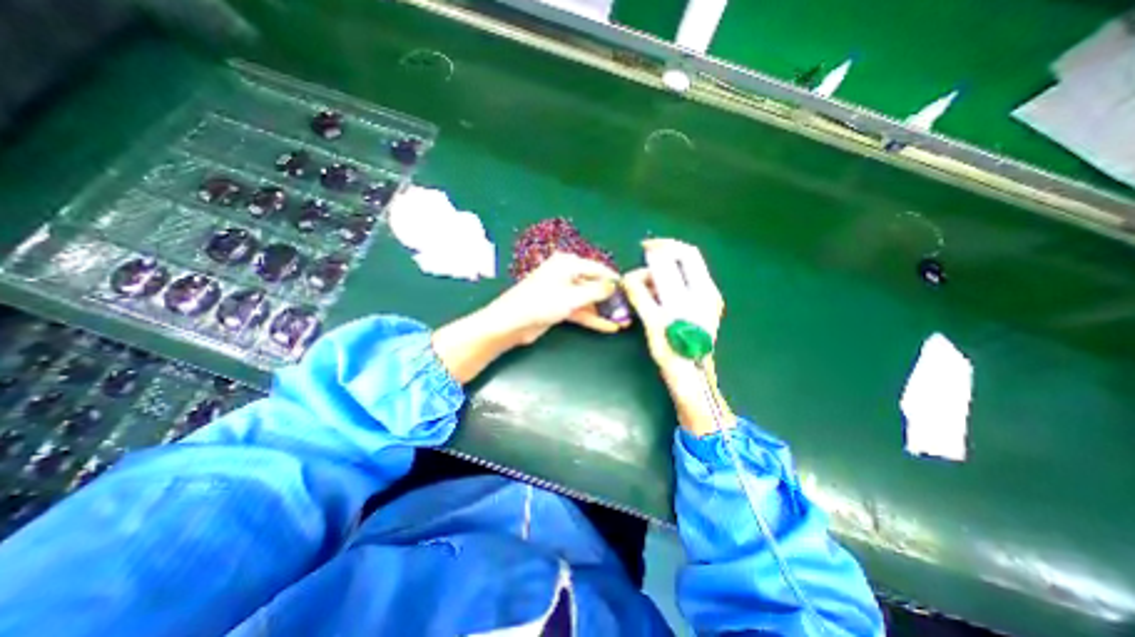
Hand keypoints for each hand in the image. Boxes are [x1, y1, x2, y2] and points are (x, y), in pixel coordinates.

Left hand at [436, 251, 628, 381]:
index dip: (614, 279)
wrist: (512, 322)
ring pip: (588, 300)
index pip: (597, 268)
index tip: (631, 289)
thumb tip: (614, 286)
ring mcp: (563, 292)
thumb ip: (596, 291)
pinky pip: (580, 310)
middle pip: (594, 285)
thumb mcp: (573, 296)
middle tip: (629, 309)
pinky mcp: (559, 307)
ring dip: (604, 311)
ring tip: (624, 321)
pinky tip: (609, 327)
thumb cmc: (542, 303)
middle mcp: (566, 274)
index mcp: (567, 264)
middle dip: (611, 298)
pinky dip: (592, 318)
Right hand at [619, 238, 736, 438]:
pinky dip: (665, 284)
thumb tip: (628, 277)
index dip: (664, 246)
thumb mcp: (654, 323)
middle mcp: (708, 292)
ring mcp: (706, 300)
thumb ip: (641, 296)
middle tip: (640, 265)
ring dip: (660, 273)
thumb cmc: (674, 354)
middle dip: (661, 257)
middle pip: (686, 259)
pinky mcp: (700, 308)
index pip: (686, 254)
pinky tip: (652, 294)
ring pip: (682, 273)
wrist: (692, 379)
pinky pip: (682, 286)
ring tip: (641, 286)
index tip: (643, 248)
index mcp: (701, 292)